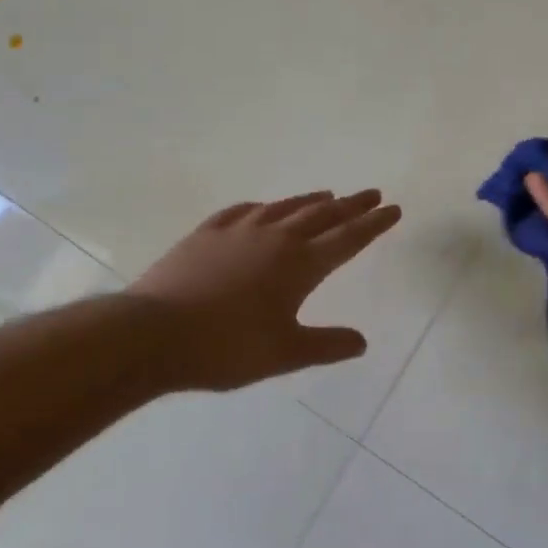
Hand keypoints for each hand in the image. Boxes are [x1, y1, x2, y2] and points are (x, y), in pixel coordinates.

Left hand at [130, 190, 401, 390]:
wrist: (154, 333)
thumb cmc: (226, 347)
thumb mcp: (285, 354)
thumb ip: (326, 345)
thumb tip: (362, 342)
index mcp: (300, 264)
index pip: (348, 238)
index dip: (374, 224)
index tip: (393, 209)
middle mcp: (275, 237)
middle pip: (323, 215)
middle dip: (351, 205)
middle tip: (372, 194)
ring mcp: (239, 230)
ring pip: (285, 207)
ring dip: (311, 200)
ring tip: (328, 195)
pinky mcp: (207, 232)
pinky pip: (244, 210)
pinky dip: (264, 207)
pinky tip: (263, 208)